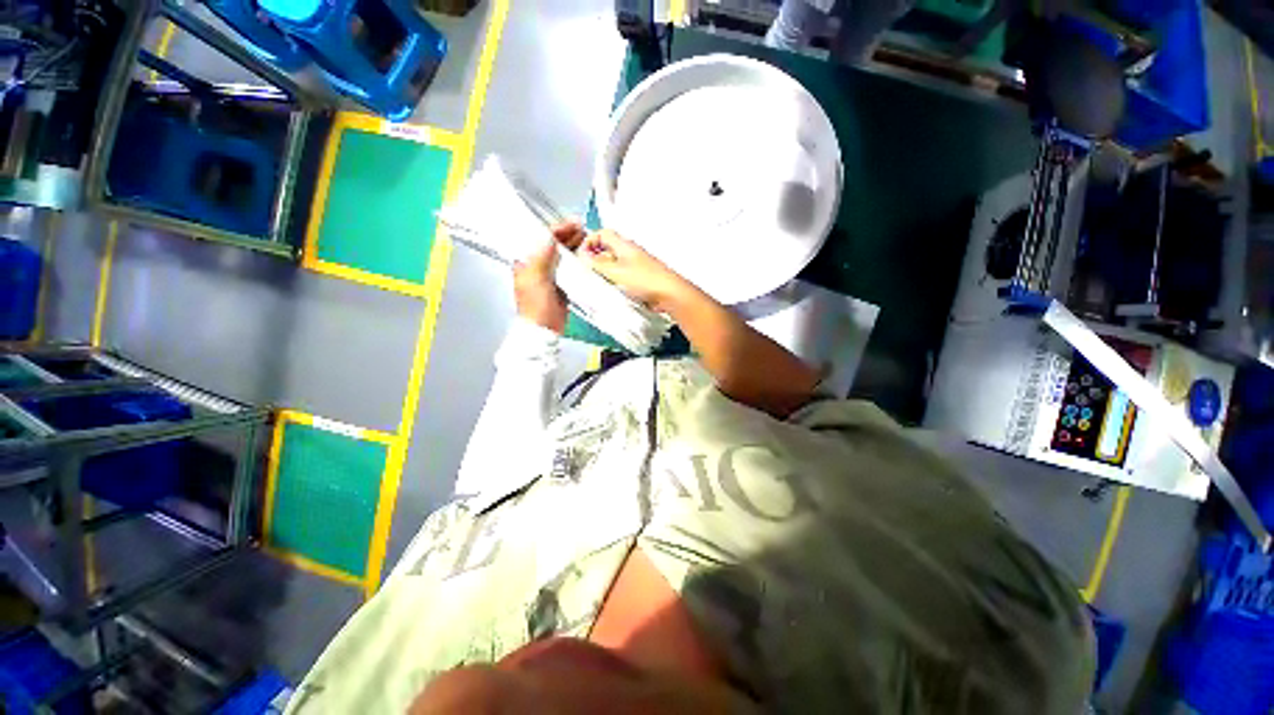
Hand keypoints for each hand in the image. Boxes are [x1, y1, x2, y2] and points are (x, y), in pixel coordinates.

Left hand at [512, 222, 580, 333]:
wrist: (544, 330)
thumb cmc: (536, 307)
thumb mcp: (536, 279)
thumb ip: (542, 257)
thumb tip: (550, 237)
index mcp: (526, 262)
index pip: (541, 239)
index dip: (556, 229)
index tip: (572, 223)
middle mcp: (537, 265)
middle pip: (553, 244)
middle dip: (567, 234)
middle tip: (581, 228)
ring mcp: (550, 274)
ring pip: (562, 254)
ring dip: (573, 245)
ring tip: (586, 238)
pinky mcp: (562, 283)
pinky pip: (570, 267)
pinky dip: (577, 259)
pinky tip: (585, 255)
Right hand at [578, 230, 685, 310]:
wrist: (670, 295)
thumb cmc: (648, 281)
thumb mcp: (615, 272)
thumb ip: (597, 264)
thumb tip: (583, 257)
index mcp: (624, 245)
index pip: (602, 234)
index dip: (589, 242)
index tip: (582, 257)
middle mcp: (630, 253)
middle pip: (606, 250)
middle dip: (595, 261)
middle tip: (590, 273)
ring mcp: (635, 266)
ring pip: (613, 265)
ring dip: (604, 274)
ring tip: (602, 284)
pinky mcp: (639, 280)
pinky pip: (621, 278)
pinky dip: (614, 283)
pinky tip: (614, 292)